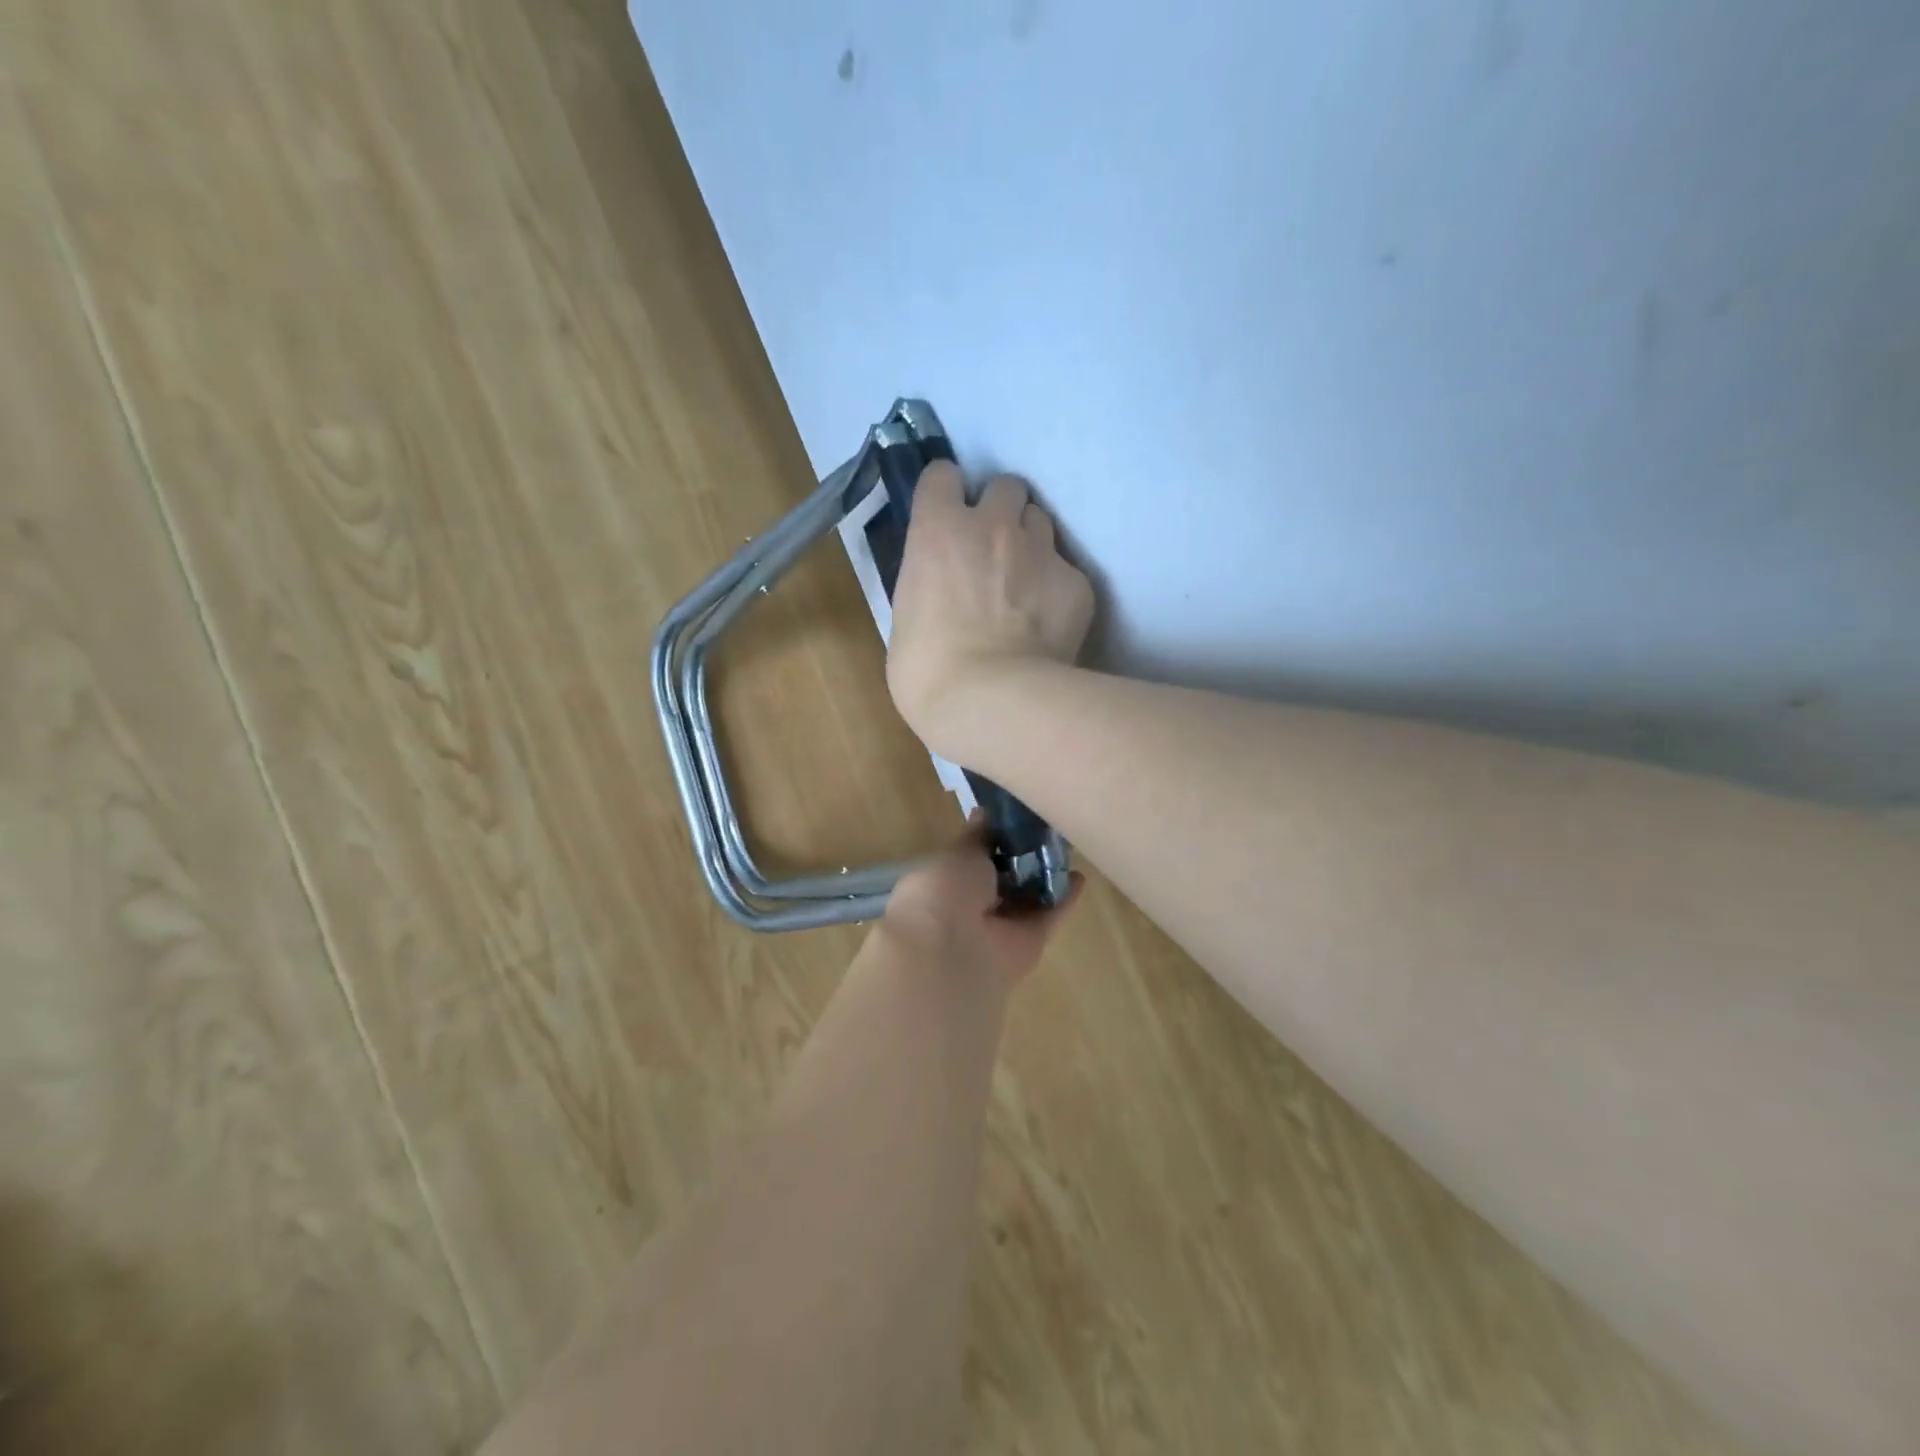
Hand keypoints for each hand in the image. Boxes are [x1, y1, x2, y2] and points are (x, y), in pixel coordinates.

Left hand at [881, 817, 1081, 988]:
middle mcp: (971, 908)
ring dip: (1044, 876)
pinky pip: (1048, 916)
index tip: (1013, 818)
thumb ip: (977, 837)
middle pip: (1003, 880)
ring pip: (1027, 898)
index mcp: (944, 884)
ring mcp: (1000, 928)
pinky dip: (1065, 899)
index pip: (971, 860)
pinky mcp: (1029, 943)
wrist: (952, 950)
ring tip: (1067, 845)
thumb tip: (983, 812)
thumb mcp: (959, 852)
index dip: (991, 841)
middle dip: (1021, 858)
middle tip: (1046, 827)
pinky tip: (1080, 876)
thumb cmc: (944, 891)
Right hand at [887, 462, 1095, 765]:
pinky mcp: (1076, 583)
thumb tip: (941, 592)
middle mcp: (993, 525)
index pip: (943, 474)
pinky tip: (1048, 624)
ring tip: (1025, 584)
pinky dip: (1058, 590)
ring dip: (1031, 543)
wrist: (991, 700)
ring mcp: (1040, 551)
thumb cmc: (927, 670)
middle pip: (1006, 486)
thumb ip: (927, 586)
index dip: (946, 493)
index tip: (947, 517)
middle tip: (993, 549)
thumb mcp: (905, 618)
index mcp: (938, 529)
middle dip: (1000, 510)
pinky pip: (1067, 572)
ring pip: (1041, 522)